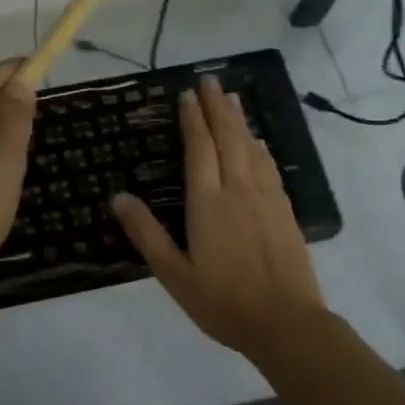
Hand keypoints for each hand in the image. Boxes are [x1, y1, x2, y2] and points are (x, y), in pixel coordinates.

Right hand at [111, 77, 327, 358]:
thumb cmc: (223, 301)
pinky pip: (269, 166)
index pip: (200, 148)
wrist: (287, 324)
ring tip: (231, 97)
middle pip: (228, 137)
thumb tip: (118, 196)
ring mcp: (266, 198)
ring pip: (251, 147)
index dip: (193, 118)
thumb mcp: (174, 274)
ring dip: (239, 119)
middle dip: (217, 107)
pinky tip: (258, 141)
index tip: (187, 94)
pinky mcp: (285, 210)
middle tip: (210, 79)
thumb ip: (145, 233)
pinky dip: (260, 146)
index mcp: (207, 201)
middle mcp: (237, 189)